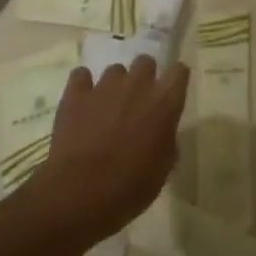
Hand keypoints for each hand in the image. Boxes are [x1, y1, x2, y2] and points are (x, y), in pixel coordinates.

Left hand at [28, 57, 188, 241]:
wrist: (79, 193)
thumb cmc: (129, 187)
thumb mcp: (163, 170)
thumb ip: (167, 142)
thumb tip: (163, 133)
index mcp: (164, 103)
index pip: (179, 71)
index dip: (175, 80)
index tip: (171, 92)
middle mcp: (138, 85)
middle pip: (146, 61)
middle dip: (144, 77)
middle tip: (138, 101)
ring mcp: (105, 86)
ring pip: (115, 70)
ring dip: (115, 85)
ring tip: (108, 107)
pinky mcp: (75, 94)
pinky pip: (81, 76)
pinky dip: (83, 86)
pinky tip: (83, 103)